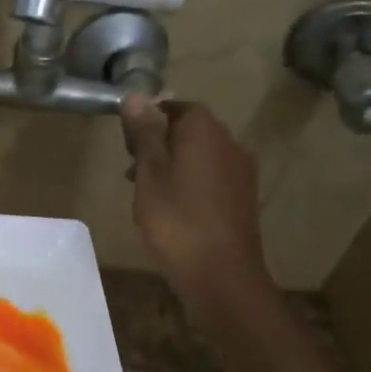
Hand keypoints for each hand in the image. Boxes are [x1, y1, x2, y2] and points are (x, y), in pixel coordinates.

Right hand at [120, 95, 272, 307]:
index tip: (127, 145)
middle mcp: (229, 143)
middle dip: (160, 145)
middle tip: (132, 172)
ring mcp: (241, 172)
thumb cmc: (177, 221)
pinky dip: (190, 185)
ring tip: (148, 195)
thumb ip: (145, 133)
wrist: (221, 276)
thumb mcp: (150, 173)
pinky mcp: (243, 199)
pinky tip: (174, 211)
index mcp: (204, 131)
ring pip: (200, 156)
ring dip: (173, 166)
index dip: (148, 121)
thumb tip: (137, 95)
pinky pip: (211, 178)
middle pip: (189, 131)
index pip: (174, 107)